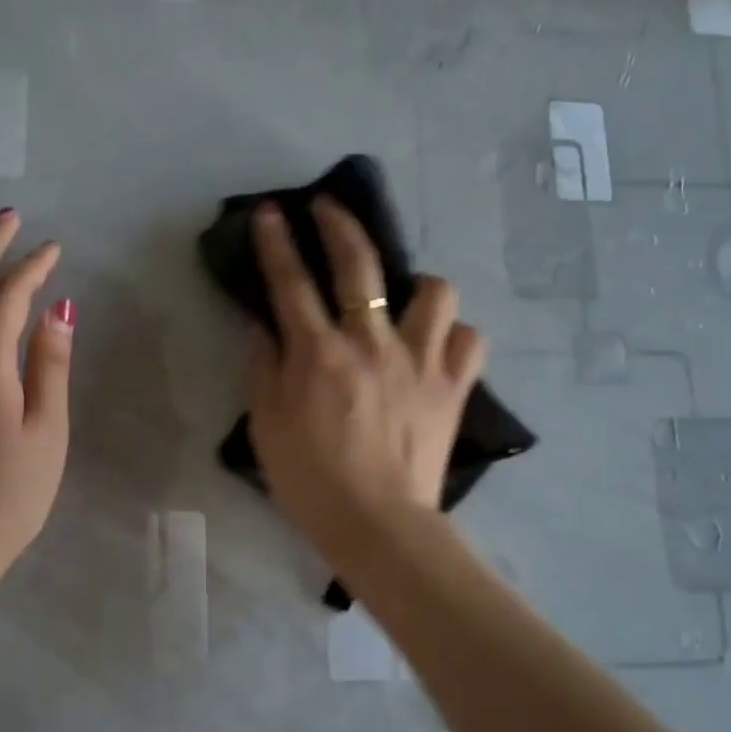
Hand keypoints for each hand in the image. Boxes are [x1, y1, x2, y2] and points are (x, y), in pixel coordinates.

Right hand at [245, 199, 485, 555]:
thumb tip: (262, 327)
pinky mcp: (452, 387)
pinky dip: (454, 336)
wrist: (377, 524)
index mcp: (319, 354)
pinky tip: (438, 346)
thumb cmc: (311, 480)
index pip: (291, 282)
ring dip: (417, 284)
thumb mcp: (266, 426)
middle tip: (328, 207)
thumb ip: (262, 369)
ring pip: (434, 292)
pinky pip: (469, 340)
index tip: (270, 212)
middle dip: (340, 224)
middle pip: (359, 265)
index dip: (277, 242)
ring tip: (405, 298)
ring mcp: (419, 362)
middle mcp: (371, 343)